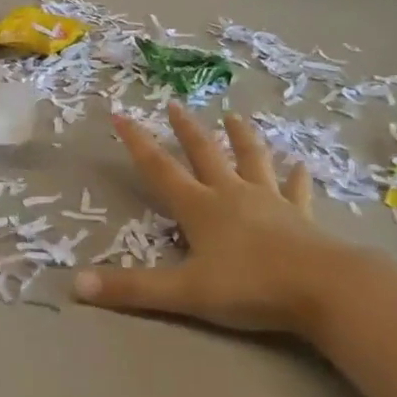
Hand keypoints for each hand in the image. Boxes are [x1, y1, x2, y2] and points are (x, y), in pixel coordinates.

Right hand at [73, 103, 338, 334]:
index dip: (137, 143)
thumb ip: (131, 288)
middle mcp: (231, 194)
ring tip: (234, 116)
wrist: (322, 288)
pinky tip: (301, 165)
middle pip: (205, 154)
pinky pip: (296, 191)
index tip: (121, 114)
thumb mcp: (184, 292)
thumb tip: (75, 283)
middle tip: (174, 104)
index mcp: (200, 207)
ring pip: (251, 160)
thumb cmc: (249, 287)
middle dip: (186, 129)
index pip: (160, 168)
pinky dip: (296, 178)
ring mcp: (269, 202)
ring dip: (241, 139)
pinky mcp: (300, 216)